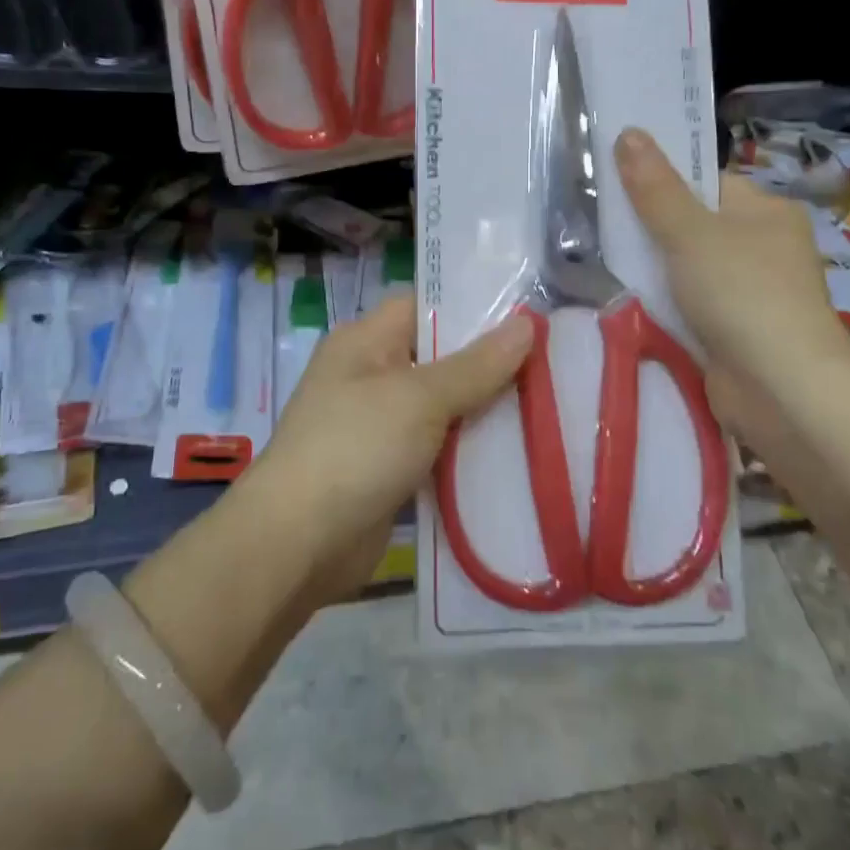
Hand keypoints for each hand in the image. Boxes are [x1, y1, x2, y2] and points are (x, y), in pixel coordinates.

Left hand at [239, 296, 531, 605]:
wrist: (298, 543)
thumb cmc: (356, 448)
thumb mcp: (420, 398)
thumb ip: (476, 365)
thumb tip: (527, 325)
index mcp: (366, 341)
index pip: (424, 306)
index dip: (472, 307)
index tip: (528, 316)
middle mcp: (370, 376)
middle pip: (439, 358)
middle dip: (489, 365)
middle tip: (551, 364)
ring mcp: (378, 425)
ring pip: (442, 408)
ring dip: (483, 412)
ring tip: (548, 405)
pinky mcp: (389, 470)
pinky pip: (437, 449)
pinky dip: (468, 452)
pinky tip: (516, 454)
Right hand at [615, 128, 849, 412]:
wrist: (782, 390)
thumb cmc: (743, 294)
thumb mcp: (690, 233)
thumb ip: (655, 188)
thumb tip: (629, 132)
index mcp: (766, 211)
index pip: (707, 181)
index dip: (664, 177)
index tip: (616, 179)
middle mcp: (763, 246)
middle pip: (694, 223)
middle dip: (650, 226)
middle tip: (599, 220)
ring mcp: (750, 291)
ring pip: (687, 266)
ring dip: (653, 267)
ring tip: (600, 256)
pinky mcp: (734, 330)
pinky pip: (689, 303)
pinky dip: (663, 302)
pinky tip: (628, 299)